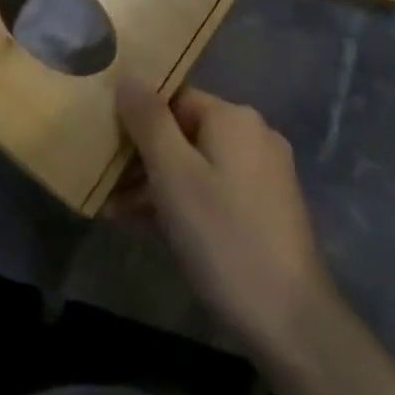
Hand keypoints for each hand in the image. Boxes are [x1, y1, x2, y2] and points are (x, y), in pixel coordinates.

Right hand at [109, 76, 336, 356]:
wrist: (290, 320)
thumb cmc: (222, 236)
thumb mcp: (174, 174)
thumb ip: (148, 120)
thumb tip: (128, 74)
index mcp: (234, 117)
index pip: (174, 99)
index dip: (136, 119)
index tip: (105, 147)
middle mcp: (254, 134)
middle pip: (184, 132)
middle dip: (143, 158)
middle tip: (105, 188)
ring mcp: (264, 172)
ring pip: (197, 164)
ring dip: (157, 184)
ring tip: (116, 214)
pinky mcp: (267, 207)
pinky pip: (214, 189)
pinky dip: (184, 201)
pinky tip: (151, 227)